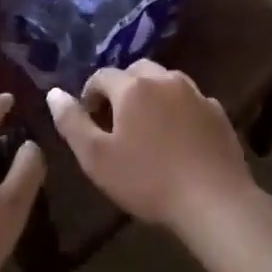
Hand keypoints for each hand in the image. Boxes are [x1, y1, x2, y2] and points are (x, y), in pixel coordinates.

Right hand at [47, 60, 256, 234]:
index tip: (89, 120)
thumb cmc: (147, 180)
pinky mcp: (218, 112)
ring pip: (166, 81)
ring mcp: (196, 94)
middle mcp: (165, 80)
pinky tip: (178, 137)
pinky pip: (190, 100)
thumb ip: (72, 122)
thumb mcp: (96, 157)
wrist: (214, 200)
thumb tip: (54, 93)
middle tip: (116, 121)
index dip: (90, 94)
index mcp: (133, 87)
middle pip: (136, 71)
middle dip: (121, 89)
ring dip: (151, 95)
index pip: (102, 76)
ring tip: (147, 126)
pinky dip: (178, 109)